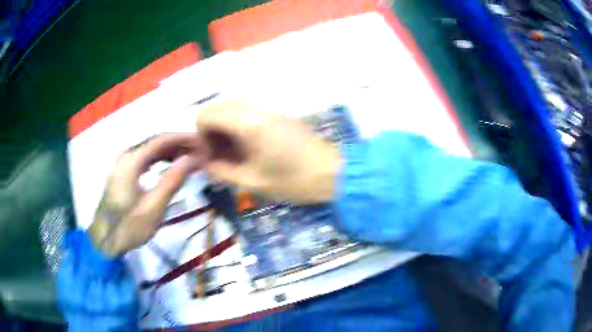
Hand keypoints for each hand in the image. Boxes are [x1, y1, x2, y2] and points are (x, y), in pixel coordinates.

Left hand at [87, 134, 204, 256]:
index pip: (161, 140)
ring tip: (187, 157)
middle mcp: (125, 156)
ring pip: (148, 149)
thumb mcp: (153, 207)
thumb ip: (172, 180)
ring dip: (168, 150)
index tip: (202, 143)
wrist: (104, 240)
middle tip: (198, 150)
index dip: (183, 139)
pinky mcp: (121, 172)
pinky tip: (166, 163)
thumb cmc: (128, 227)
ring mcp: (121, 163)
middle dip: (178, 143)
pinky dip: (158, 158)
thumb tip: (192, 159)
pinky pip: (143, 157)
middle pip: (154, 141)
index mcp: (131, 161)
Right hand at [196, 101, 340, 203]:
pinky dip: (238, 125)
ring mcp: (268, 109)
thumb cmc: (294, 181)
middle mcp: (255, 108)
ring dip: (224, 127)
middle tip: (219, 155)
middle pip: (217, 107)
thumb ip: (222, 171)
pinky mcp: (277, 113)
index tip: (210, 156)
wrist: (333, 173)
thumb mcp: (252, 182)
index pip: (205, 114)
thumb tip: (205, 163)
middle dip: (210, 130)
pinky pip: (247, 111)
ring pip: (231, 107)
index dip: (200, 136)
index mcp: (247, 123)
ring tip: (232, 152)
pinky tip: (247, 146)